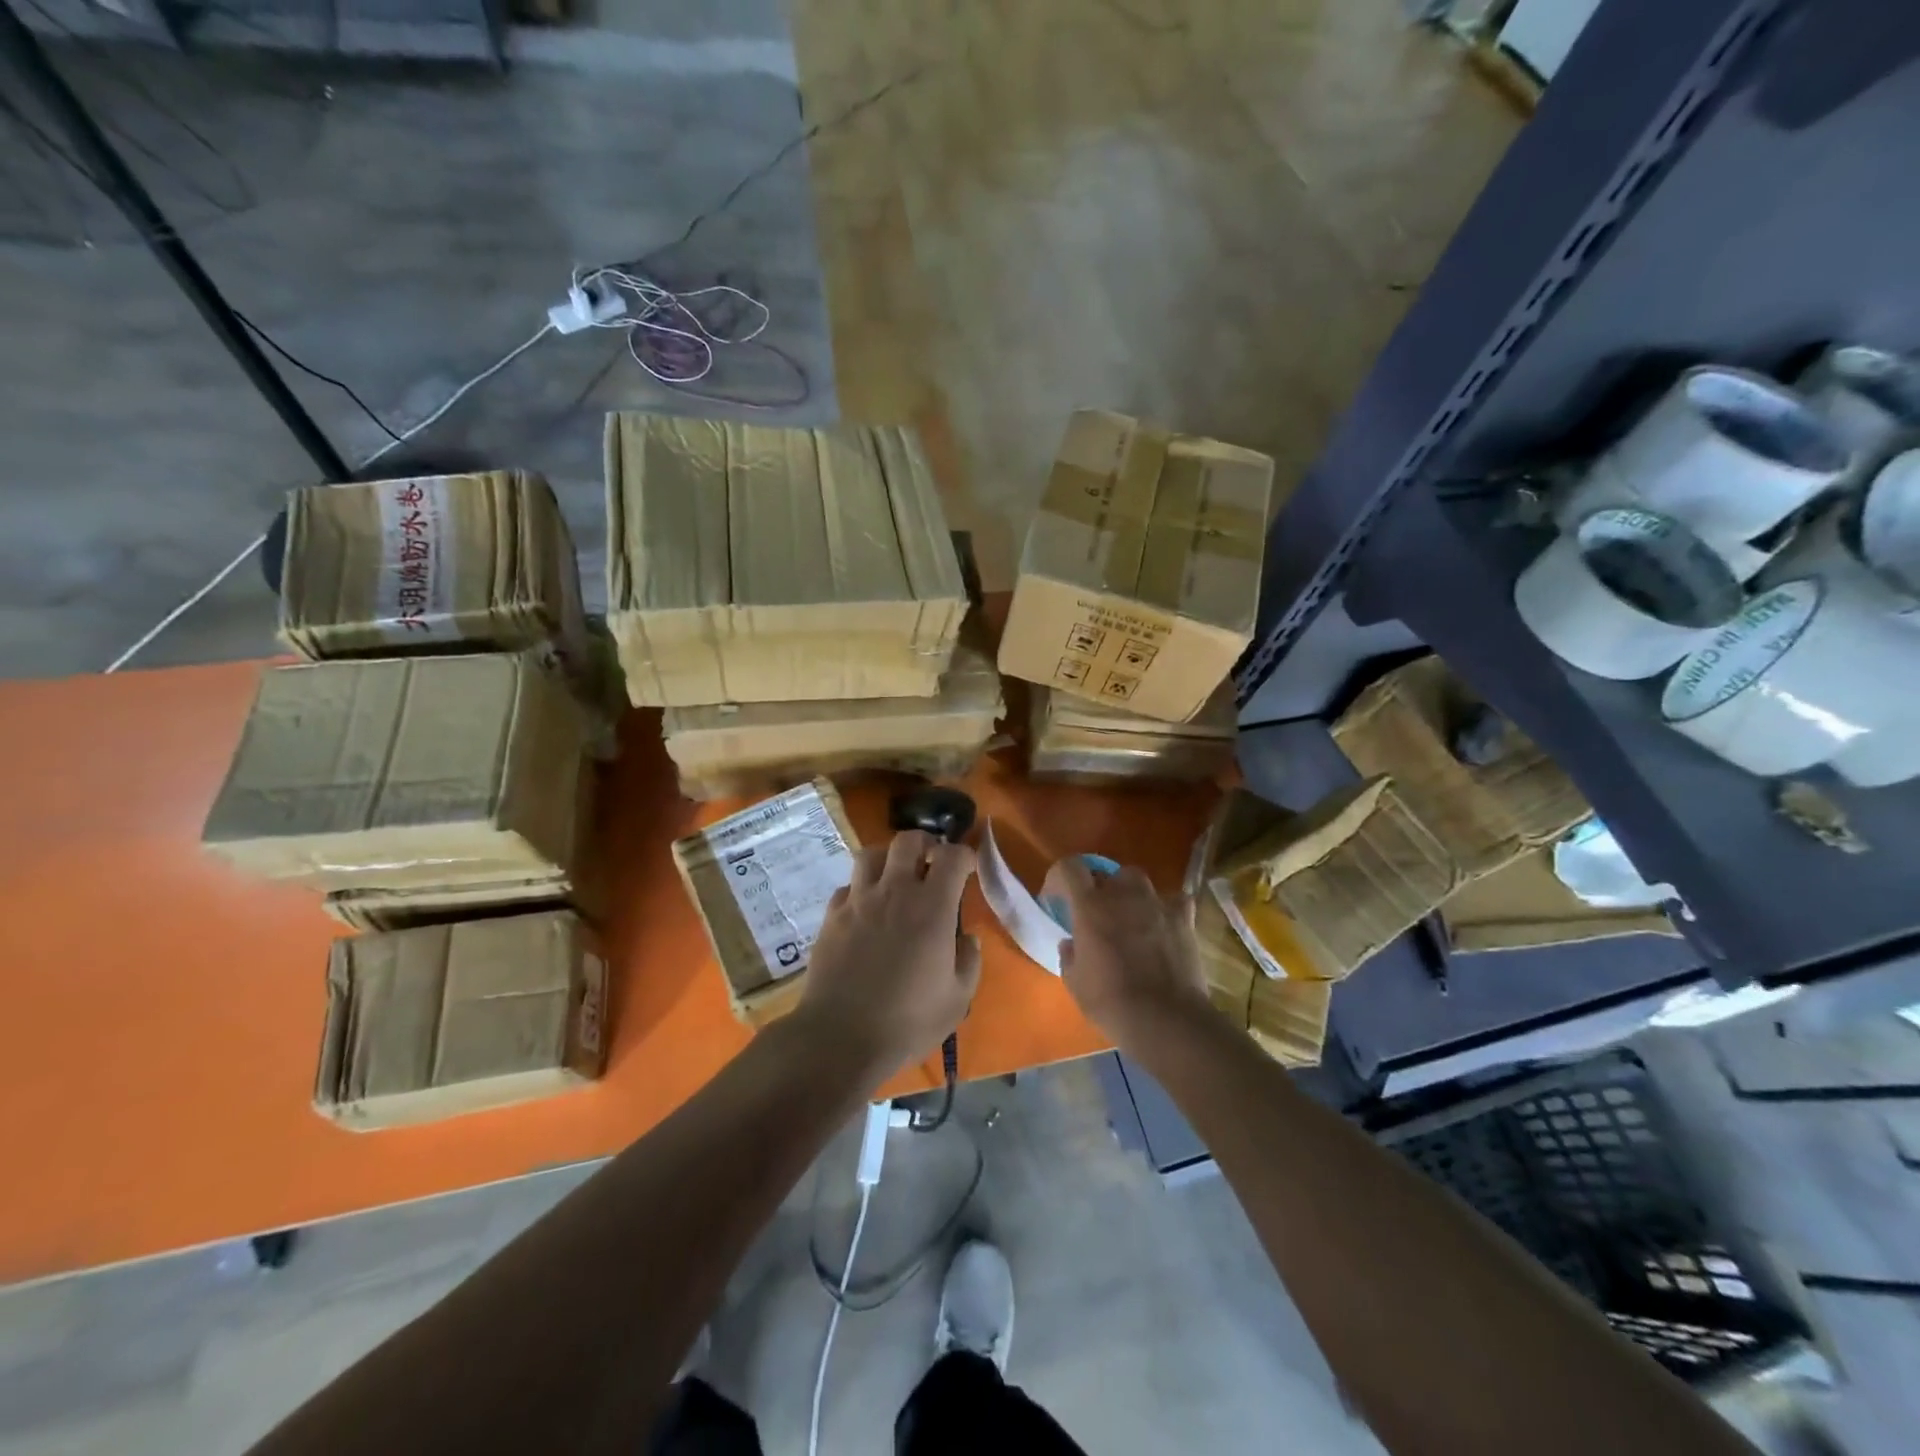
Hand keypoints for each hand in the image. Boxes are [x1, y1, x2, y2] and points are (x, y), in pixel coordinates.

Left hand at [796, 830, 980, 1084]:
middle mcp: (894, 892)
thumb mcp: (957, 999)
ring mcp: (858, 901)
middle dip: (925, 844)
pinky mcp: (832, 916)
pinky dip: (860, 889)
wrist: (840, 1036)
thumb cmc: (907, 1021)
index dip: (964, 855)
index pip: (952, 857)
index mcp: (932, 907)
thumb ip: (968, 961)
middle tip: (931, 862)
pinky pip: (847, 886)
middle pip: (908, 841)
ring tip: (895, 877)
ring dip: (888, 859)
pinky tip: (866, 909)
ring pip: (871, 854)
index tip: (968, 868)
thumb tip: (967, 938)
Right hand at [1053, 859, 1211, 1047]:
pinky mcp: (1183, 919)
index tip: (1057, 897)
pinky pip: (1176, 901)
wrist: (1165, 1019)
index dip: (1060, 877)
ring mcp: (1156, 904)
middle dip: (1099, 888)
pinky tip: (1165, 925)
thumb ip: (1069, 956)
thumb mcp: (1075, 983)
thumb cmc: (1111, 1002)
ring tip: (1131, 918)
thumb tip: (1071, 944)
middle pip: (1107, 873)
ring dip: (1131, 894)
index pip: (1070, 868)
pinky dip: (1168, 909)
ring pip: (1140, 881)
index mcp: (1089, 906)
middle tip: (1097, 913)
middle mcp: (1122, 895)